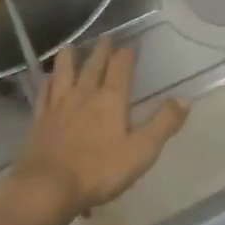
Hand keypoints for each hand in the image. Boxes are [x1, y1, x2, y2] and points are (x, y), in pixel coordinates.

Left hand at [0, 37, 189, 224]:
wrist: (48, 187)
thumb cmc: (99, 171)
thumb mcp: (141, 151)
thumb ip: (163, 124)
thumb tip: (184, 100)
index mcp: (111, 99)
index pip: (121, 68)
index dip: (127, 54)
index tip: (131, 46)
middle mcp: (84, 94)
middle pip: (93, 65)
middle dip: (101, 50)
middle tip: (105, 37)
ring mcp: (58, 105)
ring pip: (64, 72)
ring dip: (69, 57)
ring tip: (71, 47)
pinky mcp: (40, 119)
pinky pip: (45, 92)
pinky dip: (49, 81)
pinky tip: (48, 80)